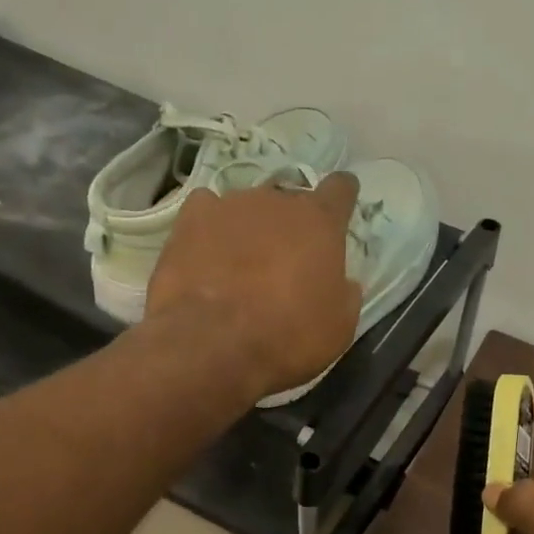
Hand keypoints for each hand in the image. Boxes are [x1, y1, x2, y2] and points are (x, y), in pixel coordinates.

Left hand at [146, 173, 361, 401]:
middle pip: (289, 200)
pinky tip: (205, 252)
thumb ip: (344, 293)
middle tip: (283, 263)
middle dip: (289, 226)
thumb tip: (342, 281)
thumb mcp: (338, 326)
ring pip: (247, 207)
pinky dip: (209, 227)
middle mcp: (277, 200)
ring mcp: (230, 205)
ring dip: (249, 229)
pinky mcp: (190, 219)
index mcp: (320, 222)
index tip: (339, 209)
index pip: (340, 189)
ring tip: (238, 266)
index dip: (342, 197)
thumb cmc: (288, 337)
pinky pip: (206, 210)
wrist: (213, 344)